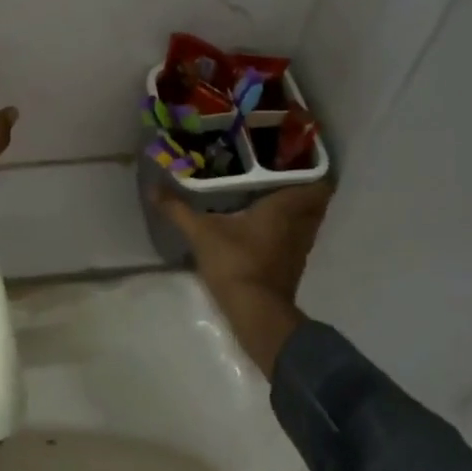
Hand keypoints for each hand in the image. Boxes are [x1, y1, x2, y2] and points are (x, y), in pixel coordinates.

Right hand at [150, 183, 332, 376]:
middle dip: (301, 188)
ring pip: (307, 221)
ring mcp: (300, 248)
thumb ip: (178, 209)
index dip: (312, 169)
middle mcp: (300, 224)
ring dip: (295, 211)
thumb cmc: (235, 262)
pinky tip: (265, 228)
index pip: (319, 183)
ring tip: (269, 197)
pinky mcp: (292, 267)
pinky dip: (287, 231)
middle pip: (315, 201)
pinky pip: (296, 239)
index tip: (293, 158)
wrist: (255, 312)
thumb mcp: (201, 233)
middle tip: (276, 175)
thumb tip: (152, 188)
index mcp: (286, 207)